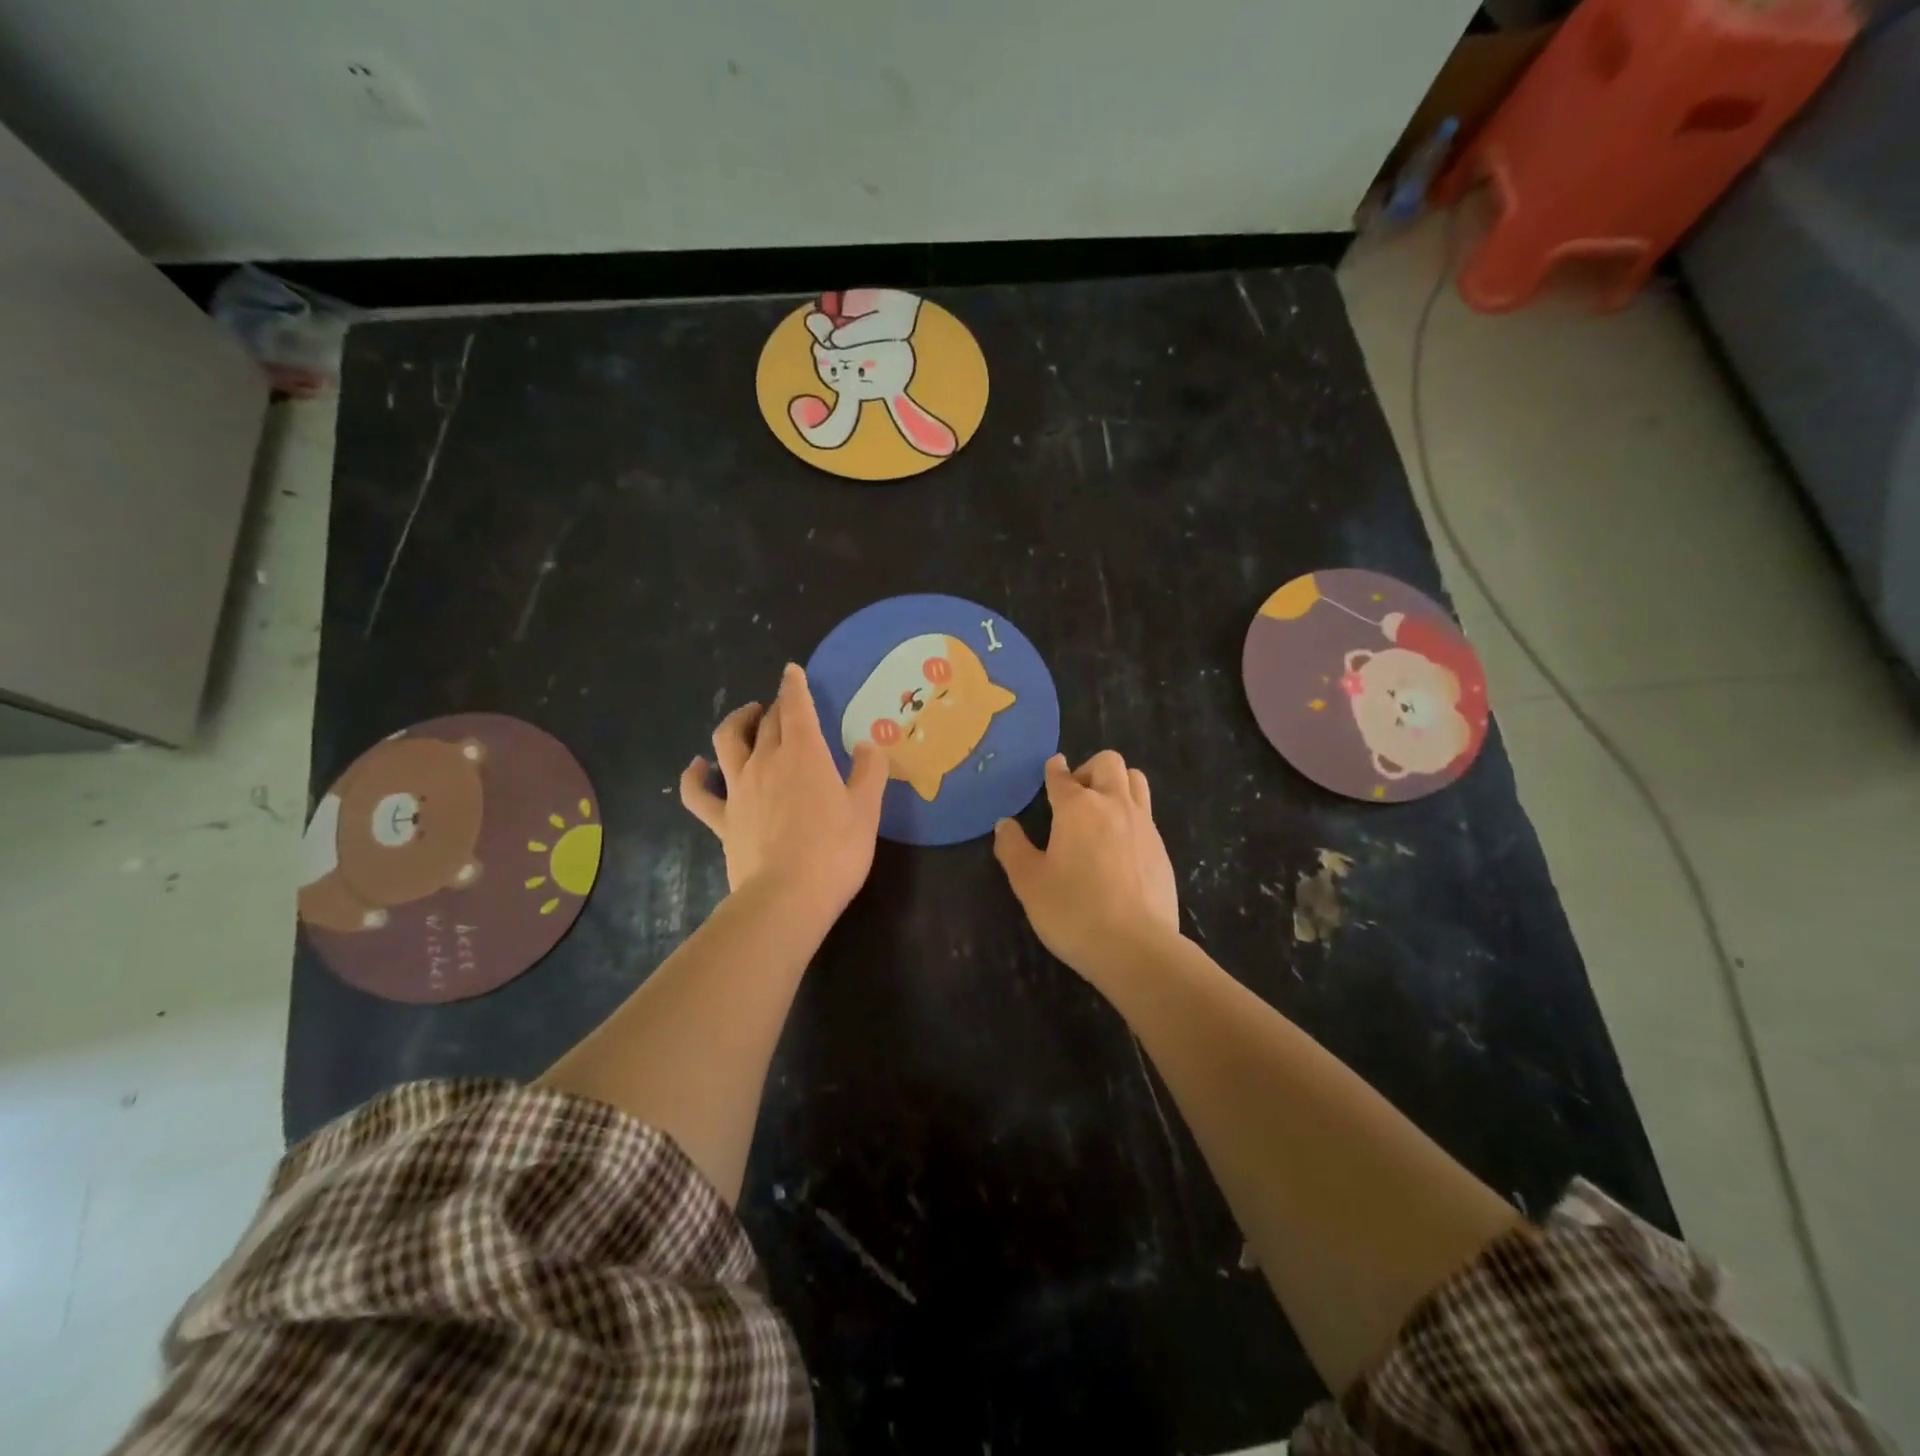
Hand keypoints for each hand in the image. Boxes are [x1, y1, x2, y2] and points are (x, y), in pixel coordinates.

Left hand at [681, 664, 887, 915]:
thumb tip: (867, 746)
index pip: (796, 707)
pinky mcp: (722, 820)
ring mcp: (739, 790)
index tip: (791, 671)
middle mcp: (766, 761)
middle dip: (776, 708)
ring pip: (728, 742)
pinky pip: (698, 792)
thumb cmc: (835, 851)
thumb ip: (869, 772)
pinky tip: (697, 766)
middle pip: (767, 722)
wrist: (787, 897)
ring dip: (736, 723)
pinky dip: (694, 775)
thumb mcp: (866, 810)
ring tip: (747, 718)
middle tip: (785, 707)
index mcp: (804, 753)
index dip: (794, 686)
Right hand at [993, 751, 1180, 981]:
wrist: (1136, 947)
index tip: (1051, 768)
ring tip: (1101, 812)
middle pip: (1109, 763)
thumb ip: (1013, 848)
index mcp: (1077, 808)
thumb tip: (1004, 824)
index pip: (1062, 776)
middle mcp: (1114, 805)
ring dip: (1117, 784)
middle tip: (1075, 797)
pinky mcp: (1162, 849)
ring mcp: (1144, 825)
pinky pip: (1147, 814)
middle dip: (1089, 770)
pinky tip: (1120, 847)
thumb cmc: (1073, 911)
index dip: (1053, 770)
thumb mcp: (1029, 883)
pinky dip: (1131, 816)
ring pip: (1136, 781)